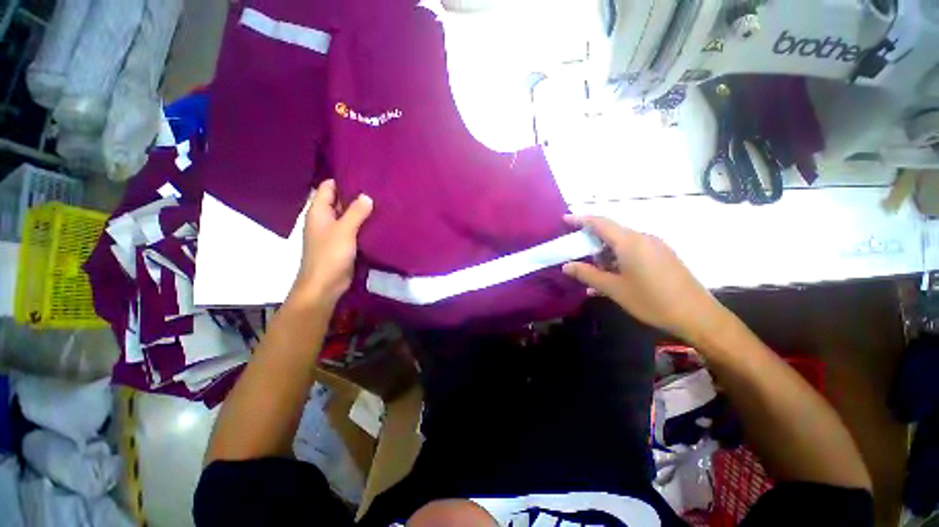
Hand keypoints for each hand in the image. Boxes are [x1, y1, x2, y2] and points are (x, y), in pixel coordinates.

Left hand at [289, 180, 372, 307]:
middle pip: (339, 201)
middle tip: (378, 189)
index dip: (343, 180)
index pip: (329, 187)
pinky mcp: (343, 244)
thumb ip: (355, 212)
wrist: (325, 285)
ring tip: (381, 203)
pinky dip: (363, 225)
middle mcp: (324, 219)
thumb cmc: (330, 255)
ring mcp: (333, 232)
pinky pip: (353, 229)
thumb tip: (367, 196)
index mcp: (318, 212)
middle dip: (356, 196)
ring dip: (361, 211)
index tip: (364, 175)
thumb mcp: (344, 230)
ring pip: (348, 216)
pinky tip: (378, 222)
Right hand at [562, 215, 726, 342]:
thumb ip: (587, 274)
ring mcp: (655, 247)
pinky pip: (634, 252)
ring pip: (622, 244)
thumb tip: (566, 266)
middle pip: (611, 233)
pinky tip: (612, 278)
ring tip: (593, 274)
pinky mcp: (663, 257)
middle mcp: (643, 238)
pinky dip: (619, 260)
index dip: (581, 219)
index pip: (600, 223)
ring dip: (605, 255)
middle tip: (577, 254)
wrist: (696, 315)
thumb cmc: (651, 300)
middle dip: (592, 242)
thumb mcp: (613, 288)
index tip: (565, 219)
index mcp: (630, 242)